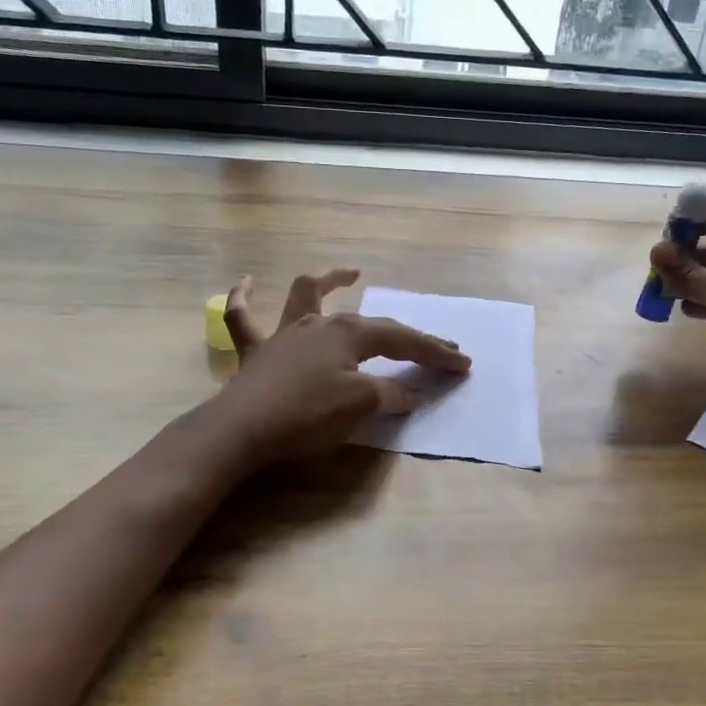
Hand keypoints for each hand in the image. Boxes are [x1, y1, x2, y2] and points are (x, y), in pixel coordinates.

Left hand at [206, 269, 470, 470]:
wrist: (241, 430)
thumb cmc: (306, 414)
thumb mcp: (358, 406)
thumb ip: (389, 396)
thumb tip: (412, 394)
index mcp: (349, 334)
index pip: (403, 341)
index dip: (435, 353)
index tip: (463, 364)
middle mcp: (320, 324)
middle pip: (372, 325)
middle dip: (408, 337)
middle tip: (439, 349)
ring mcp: (285, 334)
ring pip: (307, 296)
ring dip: (329, 282)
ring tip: (350, 275)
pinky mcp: (256, 352)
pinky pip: (242, 317)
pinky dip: (243, 298)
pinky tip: (247, 282)